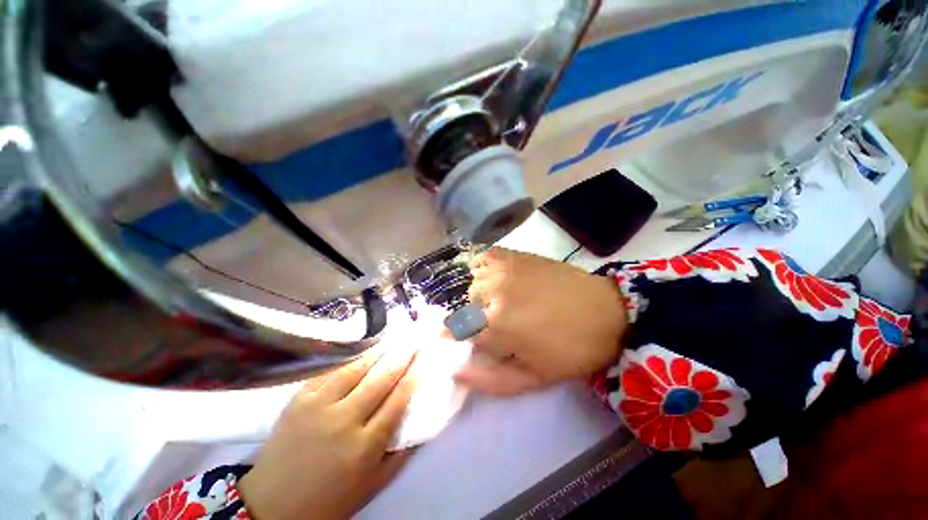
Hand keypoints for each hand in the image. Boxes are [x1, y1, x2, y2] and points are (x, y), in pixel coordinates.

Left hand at [239, 347, 416, 519]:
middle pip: (380, 379)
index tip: (424, 359)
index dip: (413, 376)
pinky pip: (331, 372)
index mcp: (364, 447)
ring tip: (393, 340)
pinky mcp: (300, 399)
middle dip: (401, 356)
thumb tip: (421, 423)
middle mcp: (343, 422)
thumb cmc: (329, 500)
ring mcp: (318, 407)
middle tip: (414, 340)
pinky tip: (363, 353)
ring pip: (356, 369)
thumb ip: (400, 454)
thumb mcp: (372, 485)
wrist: (271, 506)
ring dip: (379, 352)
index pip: (397, 401)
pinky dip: (351, 361)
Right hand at [452, 247, 627, 395]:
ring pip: (473, 283)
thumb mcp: (532, 378)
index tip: (464, 338)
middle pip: (464, 306)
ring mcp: (503, 270)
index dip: (458, 336)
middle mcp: (493, 294)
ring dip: (479, 295)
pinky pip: (485, 258)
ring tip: (496, 302)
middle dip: (472, 319)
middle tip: (492, 325)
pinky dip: (483, 268)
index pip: (457, 331)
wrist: (605, 312)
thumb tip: (455, 371)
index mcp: (495, 326)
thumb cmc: (570, 350)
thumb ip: (489, 379)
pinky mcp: (515, 256)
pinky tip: (494, 278)